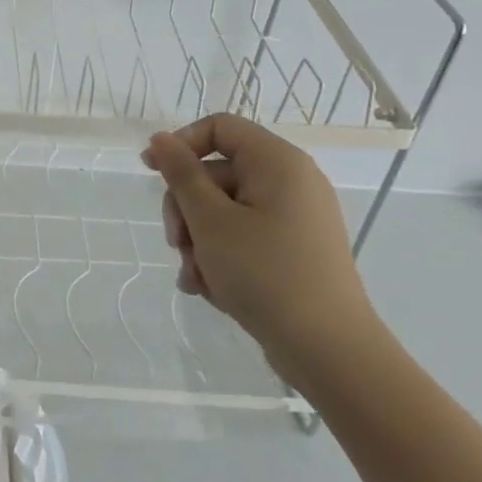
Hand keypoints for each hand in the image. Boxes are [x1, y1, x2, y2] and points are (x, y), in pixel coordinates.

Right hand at [144, 114, 383, 386]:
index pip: (219, 128)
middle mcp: (291, 183)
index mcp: (278, 163)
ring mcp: (295, 219)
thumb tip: (161, 139)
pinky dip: (221, 256)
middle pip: (216, 173)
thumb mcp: (210, 220)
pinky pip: (244, 237)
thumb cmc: (266, 274)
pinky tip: (208, 288)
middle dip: (187, 208)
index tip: (151, 173)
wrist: (331, 354)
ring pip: (224, 210)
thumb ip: (181, 173)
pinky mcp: (294, 251)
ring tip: (194, 277)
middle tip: (176, 244)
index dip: (181, 144)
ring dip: (199, 239)